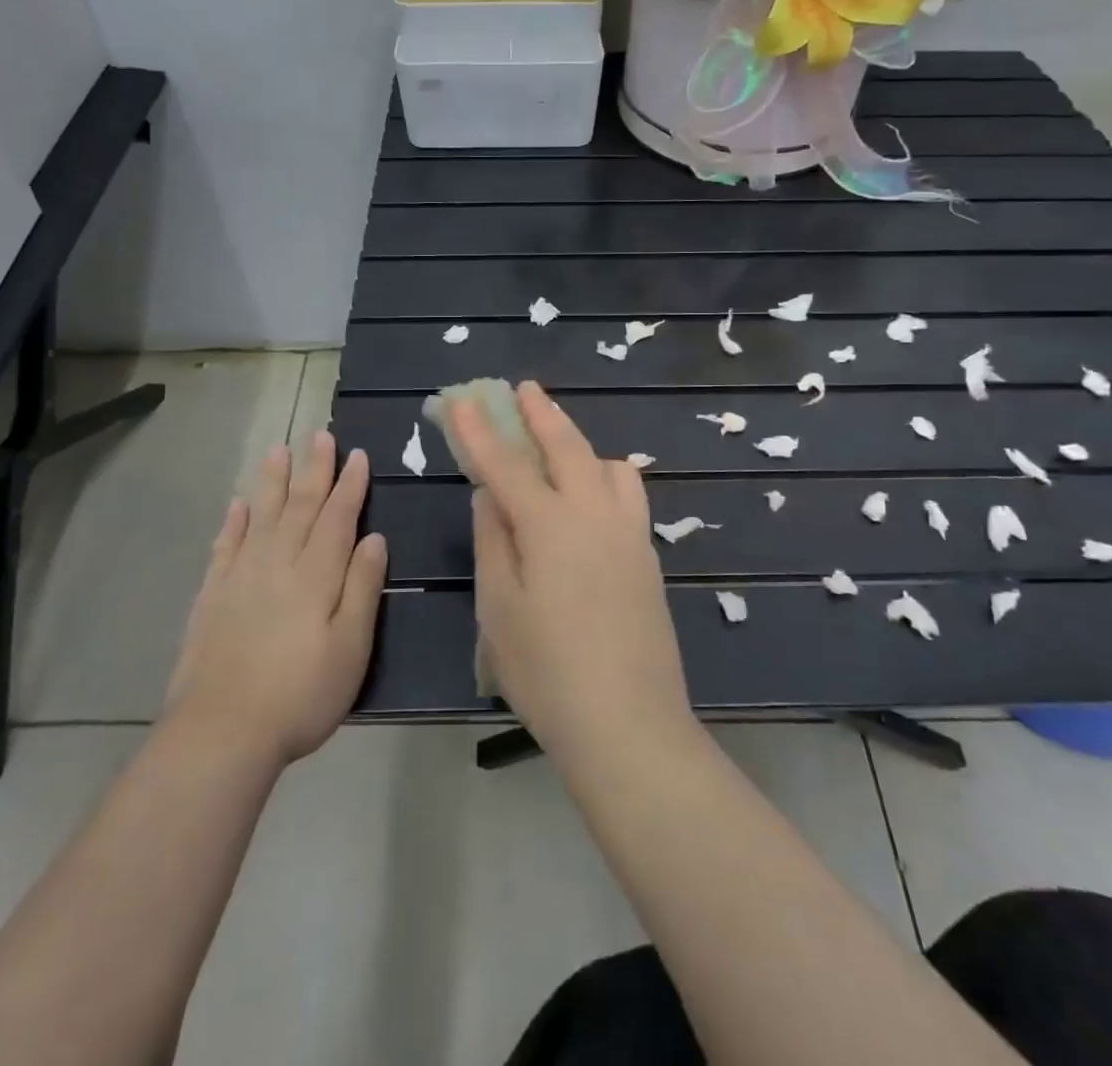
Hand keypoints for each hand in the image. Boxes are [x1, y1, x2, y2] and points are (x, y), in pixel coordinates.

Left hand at [165, 432, 386, 765]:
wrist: (220, 733)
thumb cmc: (300, 695)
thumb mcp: (351, 648)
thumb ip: (362, 588)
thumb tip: (375, 538)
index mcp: (317, 575)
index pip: (338, 517)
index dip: (349, 485)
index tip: (356, 454)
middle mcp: (279, 563)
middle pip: (300, 506)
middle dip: (314, 469)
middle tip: (320, 436)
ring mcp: (241, 577)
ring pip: (262, 516)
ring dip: (273, 482)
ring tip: (279, 450)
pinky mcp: (212, 596)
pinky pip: (226, 546)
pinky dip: (234, 522)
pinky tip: (239, 505)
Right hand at [455, 381, 693, 763]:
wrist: (629, 723)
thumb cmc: (547, 672)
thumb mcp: (499, 609)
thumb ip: (494, 541)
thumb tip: (490, 495)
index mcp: (550, 526)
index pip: (506, 465)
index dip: (481, 432)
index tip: (463, 401)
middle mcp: (594, 515)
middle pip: (567, 447)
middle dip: (541, 414)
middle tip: (524, 389)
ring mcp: (629, 533)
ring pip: (608, 465)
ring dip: (581, 444)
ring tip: (560, 447)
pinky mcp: (648, 556)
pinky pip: (628, 495)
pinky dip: (606, 477)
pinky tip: (594, 496)